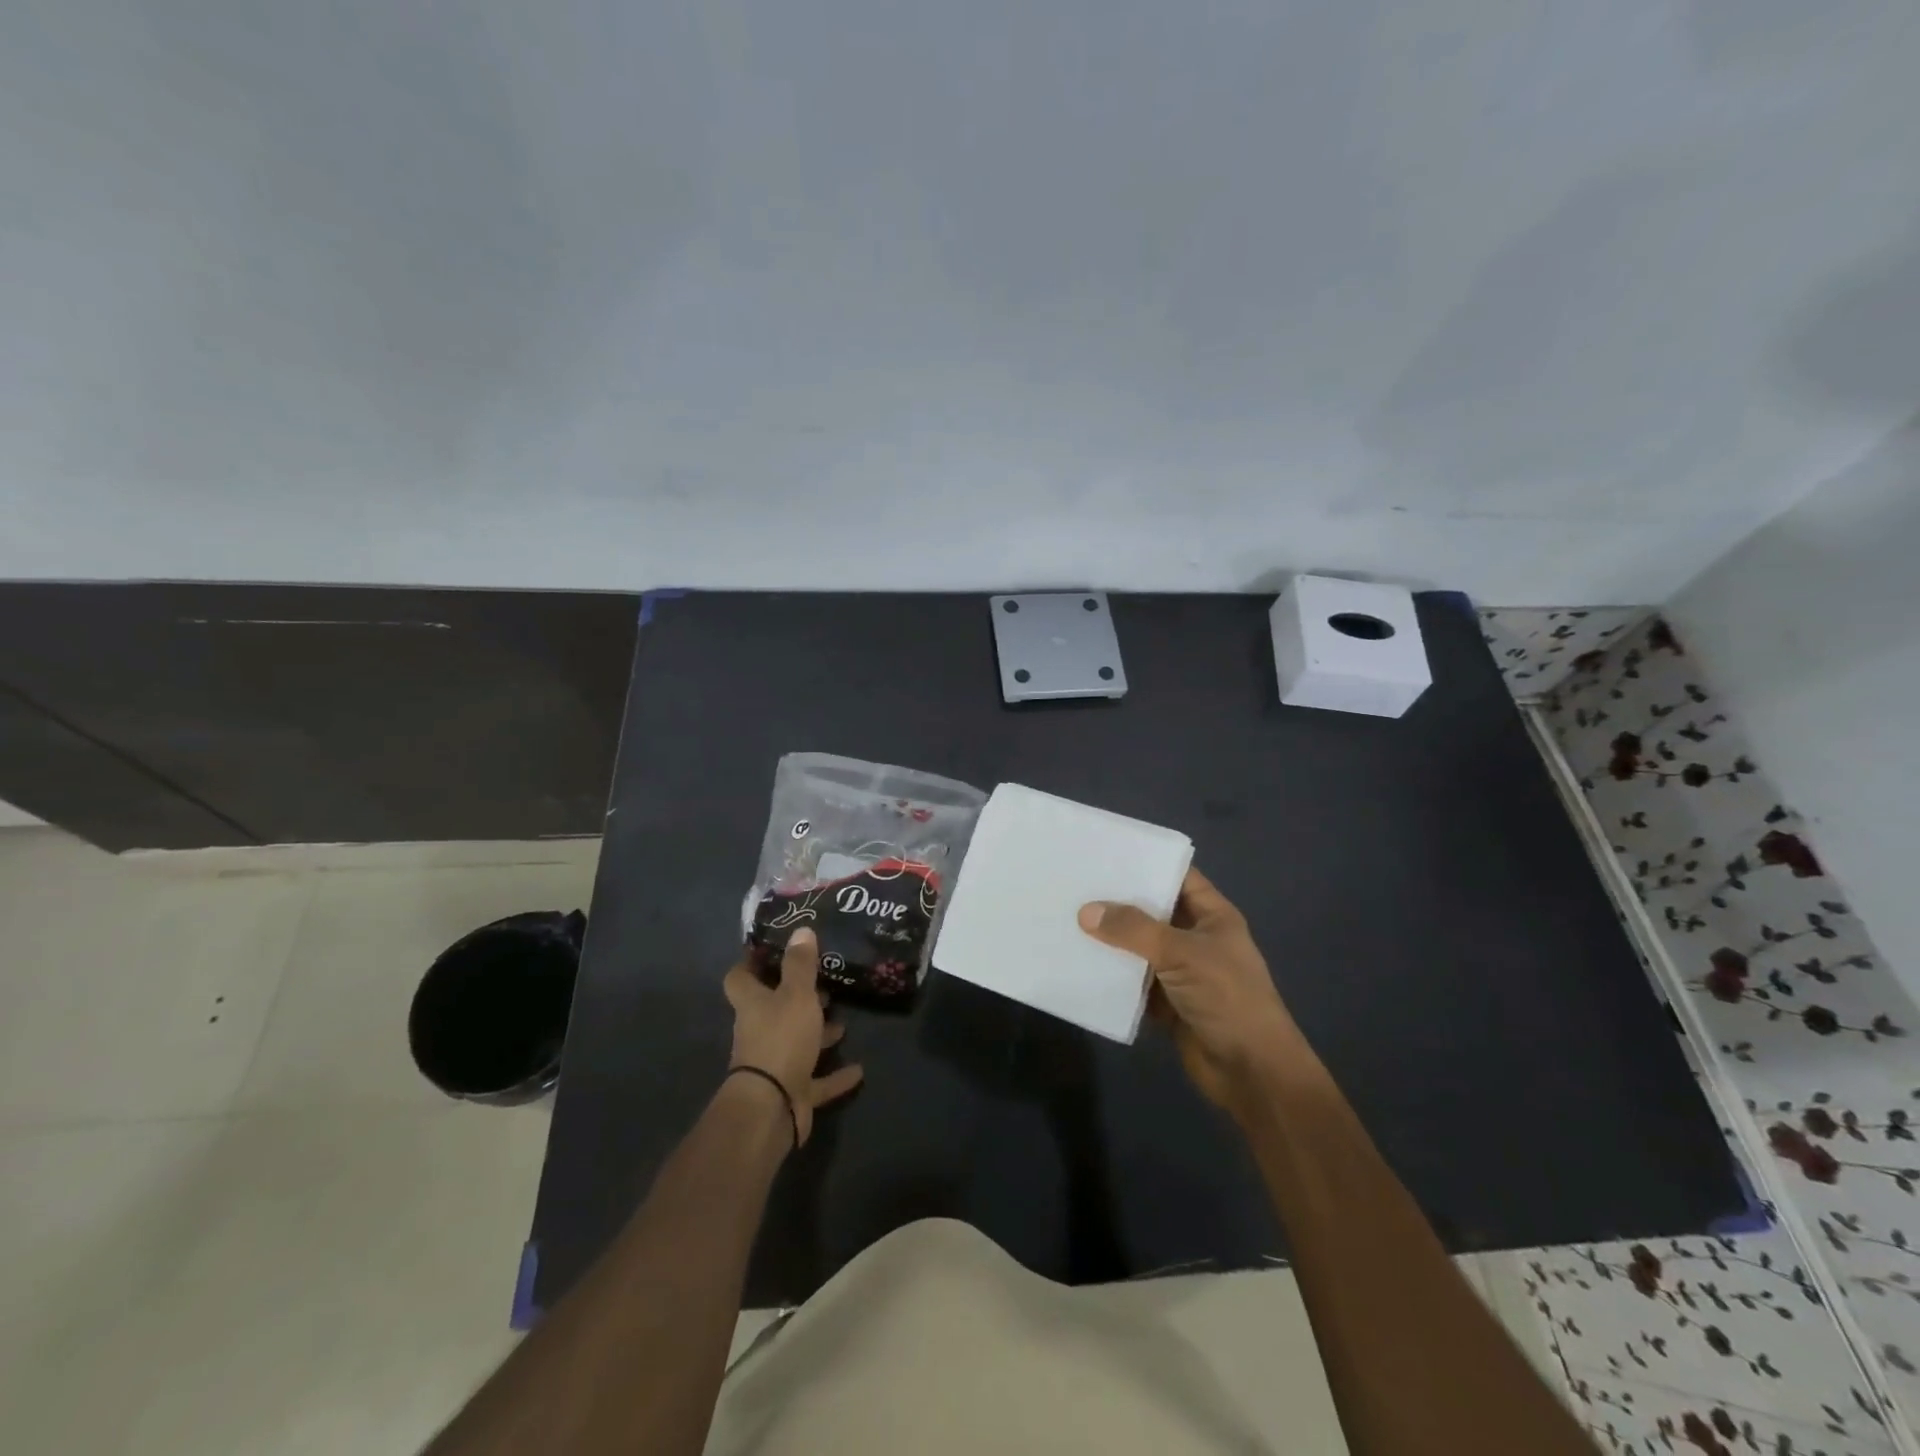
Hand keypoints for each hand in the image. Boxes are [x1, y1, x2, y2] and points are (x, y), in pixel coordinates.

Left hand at [723, 929, 862, 1146]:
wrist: (772, 1107)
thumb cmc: (781, 1038)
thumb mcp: (796, 994)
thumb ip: (800, 964)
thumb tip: (801, 929)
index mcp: (753, 1004)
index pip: (740, 977)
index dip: (752, 962)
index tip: (774, 948)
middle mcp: (759, 1031)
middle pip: (772, 1009)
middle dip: (796, 997)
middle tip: (824, 982)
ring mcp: (775, 1063)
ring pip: (796, 1041)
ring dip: (817, 1032)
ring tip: (843, 1019)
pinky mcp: (793, 1091)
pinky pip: (816, 1080)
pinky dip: (835, 1075)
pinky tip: (859, 1069)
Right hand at [1079, 867, 1305, 1112]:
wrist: (1252, 1073)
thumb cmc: (1228, 999)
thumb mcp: (1183, 954)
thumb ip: (1134, 930)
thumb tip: (1086, 911)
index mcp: (1212, 916)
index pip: (1177, 876)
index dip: (1146, 862)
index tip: (1105, 851)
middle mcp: (1196, 938)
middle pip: (1152, 910)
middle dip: (1118, 900)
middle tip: (1074, 882)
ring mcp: (1181, 971)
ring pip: (1139, 946)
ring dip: (1110, 939)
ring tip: (1067, 917)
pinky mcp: (1166, 1003)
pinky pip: (1132, 981)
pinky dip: (1111, 975)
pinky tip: (1077, 962)